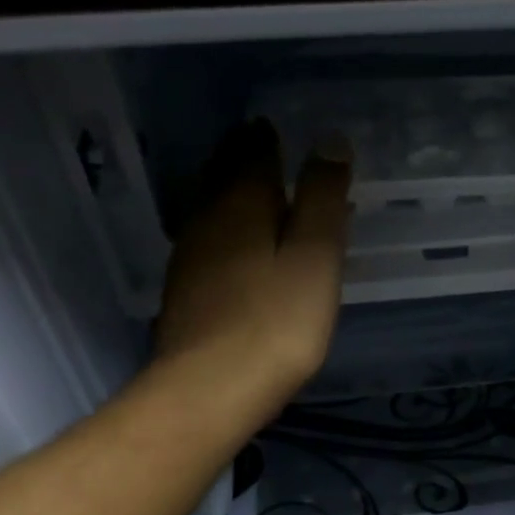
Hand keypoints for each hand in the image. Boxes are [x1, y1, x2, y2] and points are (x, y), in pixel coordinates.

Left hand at [152, 118, 350, 408]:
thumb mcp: (315, 256)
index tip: (274, 126)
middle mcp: (208, 220)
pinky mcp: (185, 292)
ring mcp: (190, 257)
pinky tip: (234, 245)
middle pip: (223, 177)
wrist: (211, 388)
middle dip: (241, 158)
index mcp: (242, 204)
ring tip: (251, 188)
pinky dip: (225, 228)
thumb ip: (322, 198)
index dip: (266, 139)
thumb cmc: (277, 320)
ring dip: (230, 192)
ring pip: (211, 208)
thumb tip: (329, 141)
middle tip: (259, 145)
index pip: (253, 154)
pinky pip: (208, 240)